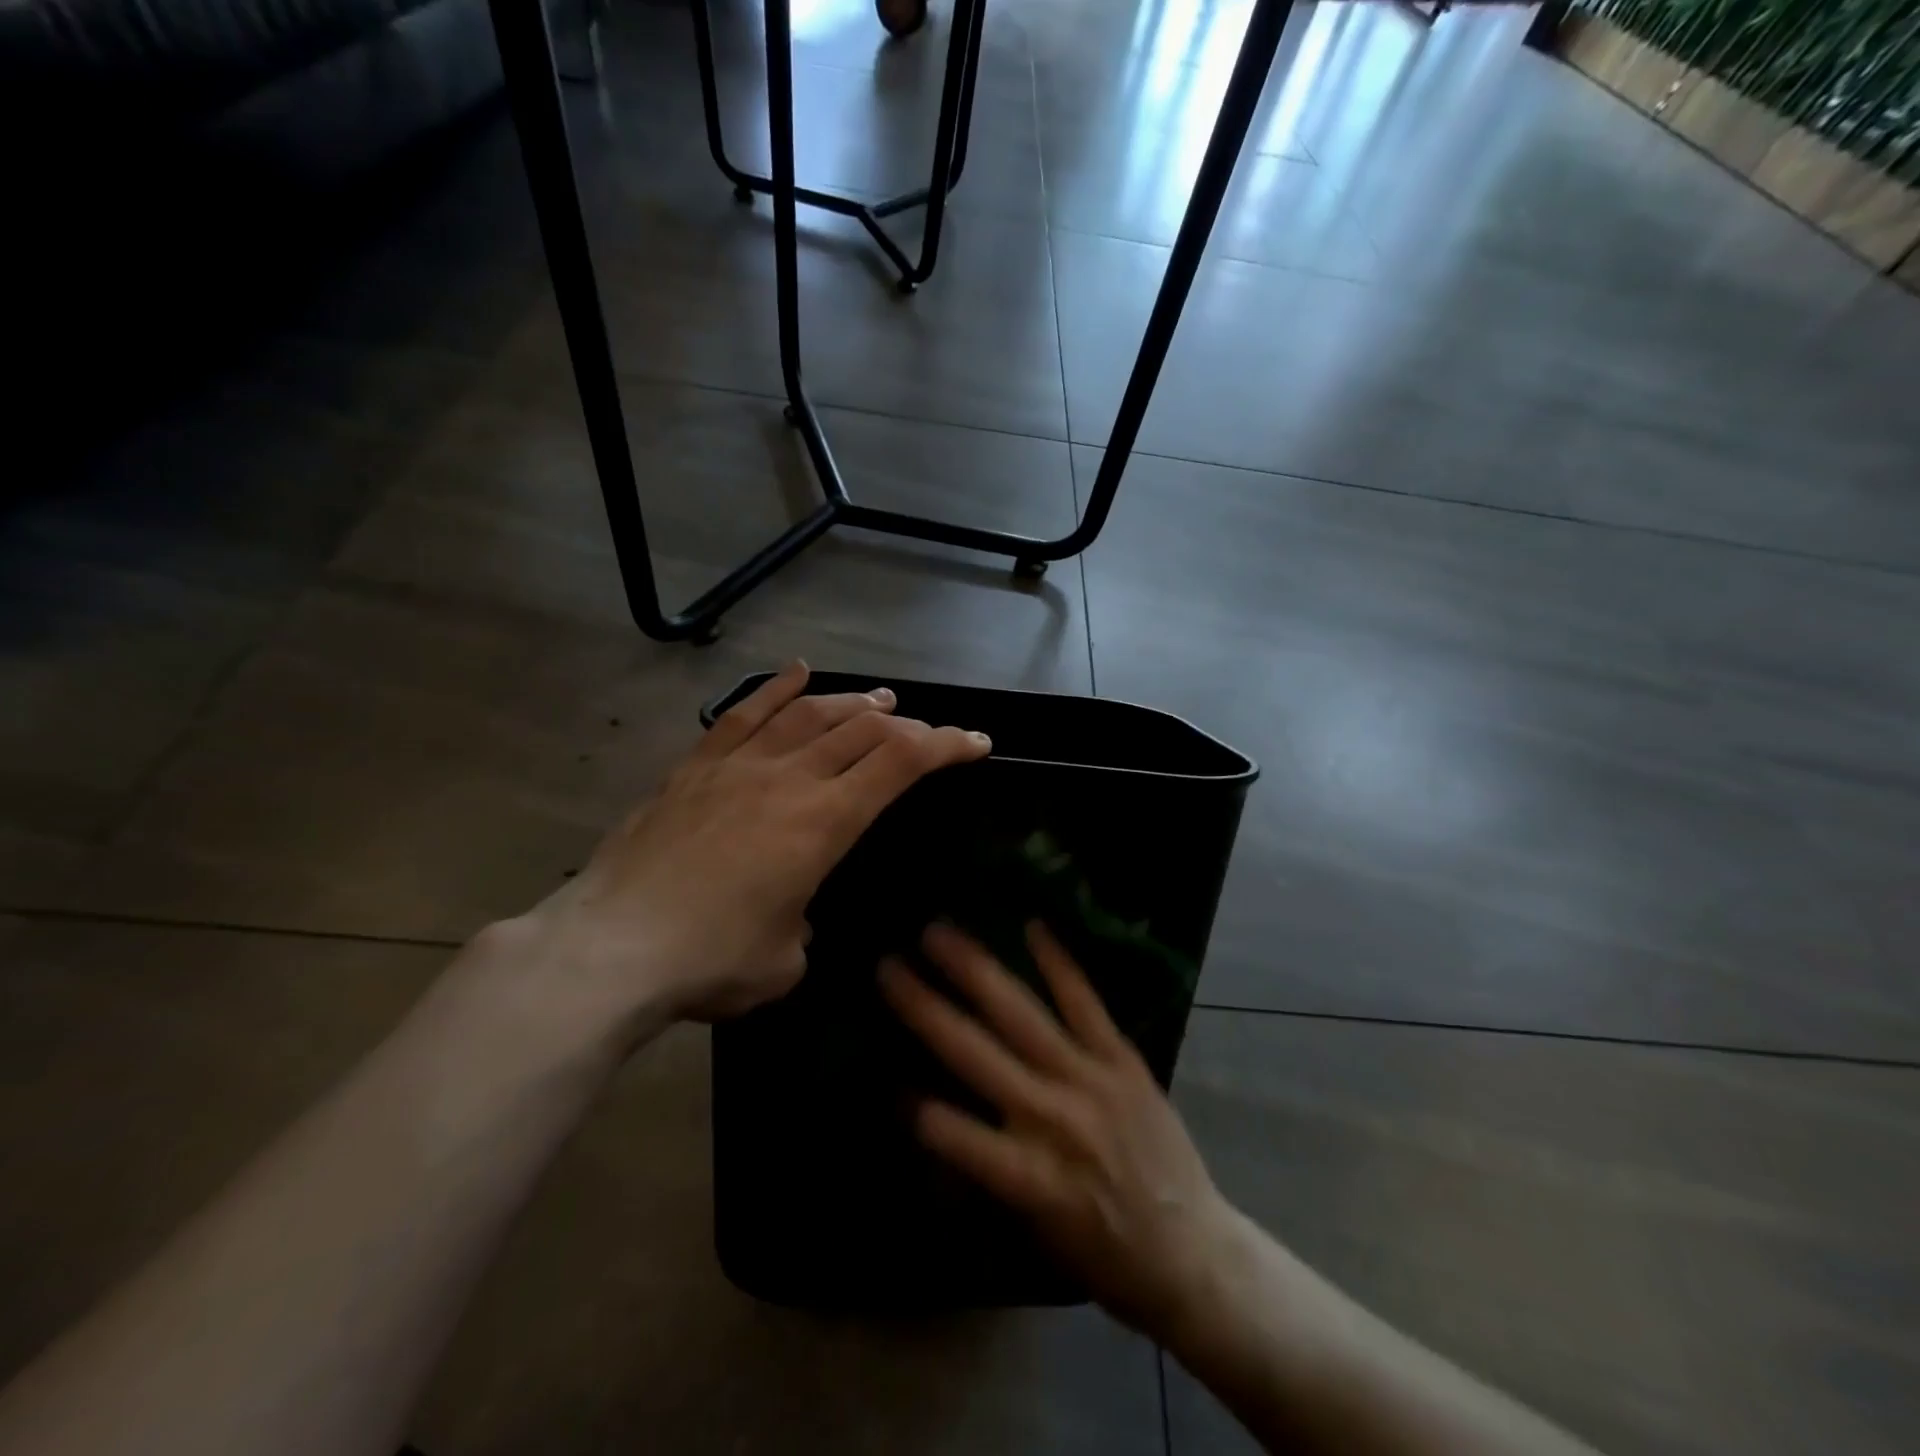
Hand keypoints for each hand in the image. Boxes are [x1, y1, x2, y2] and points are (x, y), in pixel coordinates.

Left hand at [513, 663, 990, 1029]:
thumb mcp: (785, 960)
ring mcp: (737, 766)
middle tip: (926, 732)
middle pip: (862, 730)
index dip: (947, 745)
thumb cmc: (710, 962)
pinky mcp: (694, 768)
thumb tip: (792, 915)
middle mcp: (788, 779)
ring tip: (879, 699)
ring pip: (808, 713)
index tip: (976, 743)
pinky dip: (776, 690)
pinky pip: (743, 715)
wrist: (609, 950)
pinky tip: (798, 673)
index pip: (901, 763)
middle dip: (907, 726)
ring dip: (852, 702)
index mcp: (823, 822)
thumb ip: (803, 926)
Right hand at [880, 923, 1234, 1340]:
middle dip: (926, 1008)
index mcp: (1028, 1176)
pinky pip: (1085, 1003)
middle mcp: (1053, 1118)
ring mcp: (1091, 1080)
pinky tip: (1032, 926)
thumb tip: (933, 1118)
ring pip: (1021, 1015)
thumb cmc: (1105, 1254)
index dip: (914, 1106)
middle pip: (975, 1053)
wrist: (1194, 1252)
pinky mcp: (1123, 1060)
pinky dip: (1057, 964)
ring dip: (976, 970)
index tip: (887, 1077)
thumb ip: (987, 1170)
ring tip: (939, 933)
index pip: (952, 1133)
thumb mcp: (1035, 1231)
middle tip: (888, 965)